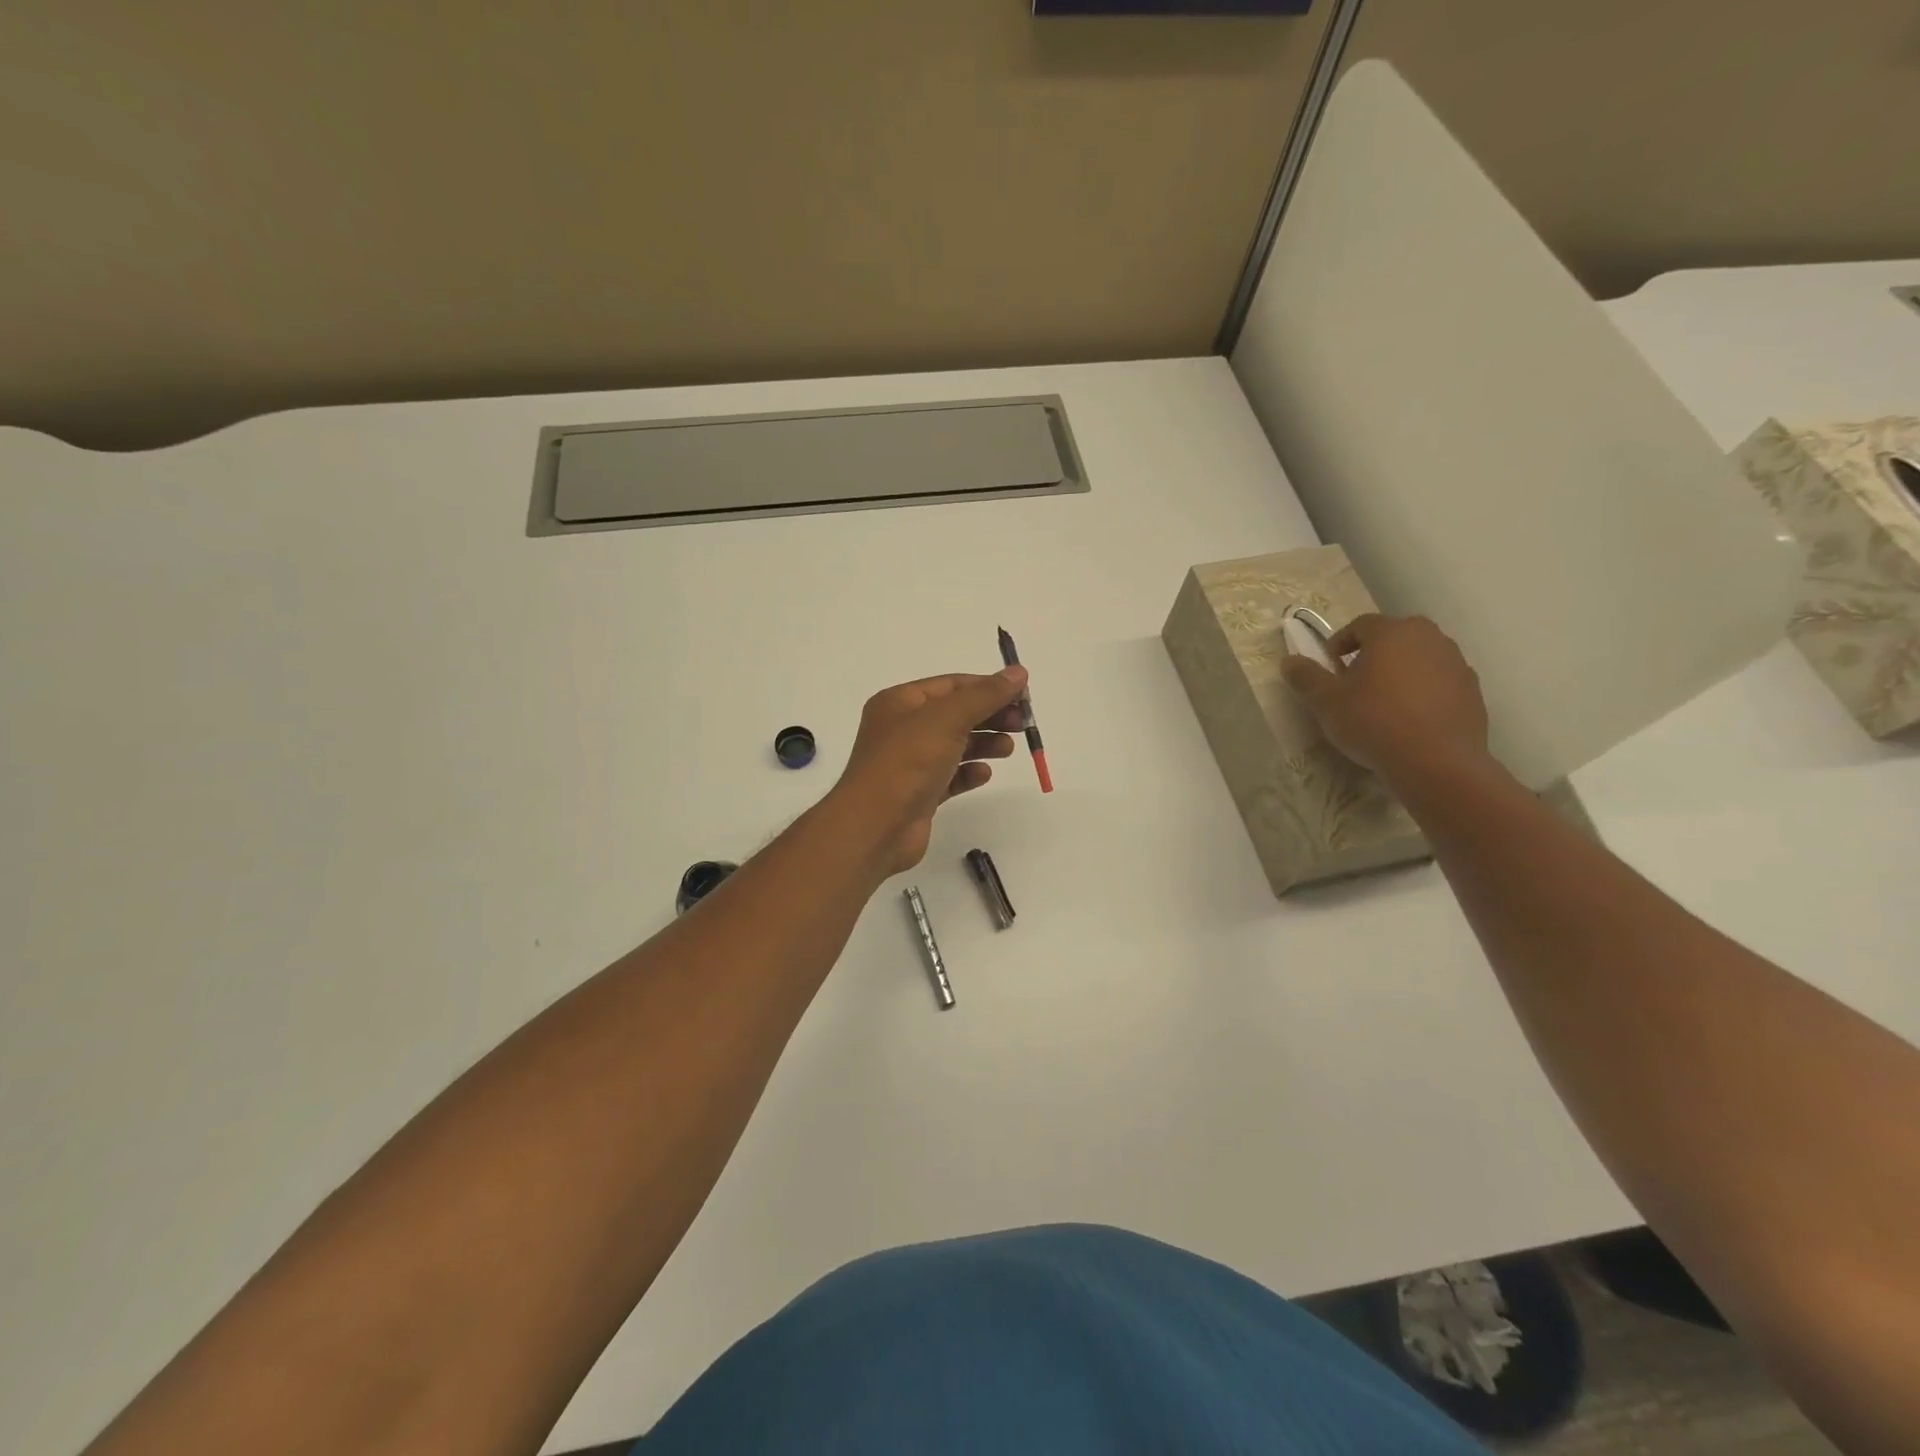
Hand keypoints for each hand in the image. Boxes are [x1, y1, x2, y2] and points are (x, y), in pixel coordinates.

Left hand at [827, 667, 1028, 875]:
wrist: (875, 826)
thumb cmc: (907, 762)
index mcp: (900, 702)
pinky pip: (950, 776)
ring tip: (1007, 749)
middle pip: (955, 714)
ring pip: (955, 745)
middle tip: (1021, 724)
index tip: (1023, 696)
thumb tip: (1018, 673)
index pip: (951, 685)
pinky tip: (984, 775)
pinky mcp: (919, 794)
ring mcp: (910, 763)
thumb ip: (985, 695)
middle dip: (990, 716)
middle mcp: (903, 729)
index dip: (987, 687)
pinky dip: (969, 773)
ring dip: (984, 744)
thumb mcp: (948, 719)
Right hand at [1280, 614, 1489, 786]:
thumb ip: (1306, 677)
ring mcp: (1456, 663)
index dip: (1339, 644)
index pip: (1360, 625)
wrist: (1437, 763)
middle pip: (1393, 638)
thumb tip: (1290, 661)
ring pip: (1418, 659)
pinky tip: (1409, 720)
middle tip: (1355, 686)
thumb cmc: (1375, 722)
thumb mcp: (1326, 702)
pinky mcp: (1472, 690)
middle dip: (1371, 656)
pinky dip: (1422, 692)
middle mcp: (1429, 638)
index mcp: (1392, 632)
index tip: (1330, 670)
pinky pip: (1439, 682)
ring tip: (1383, 705)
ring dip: (1399, 673)